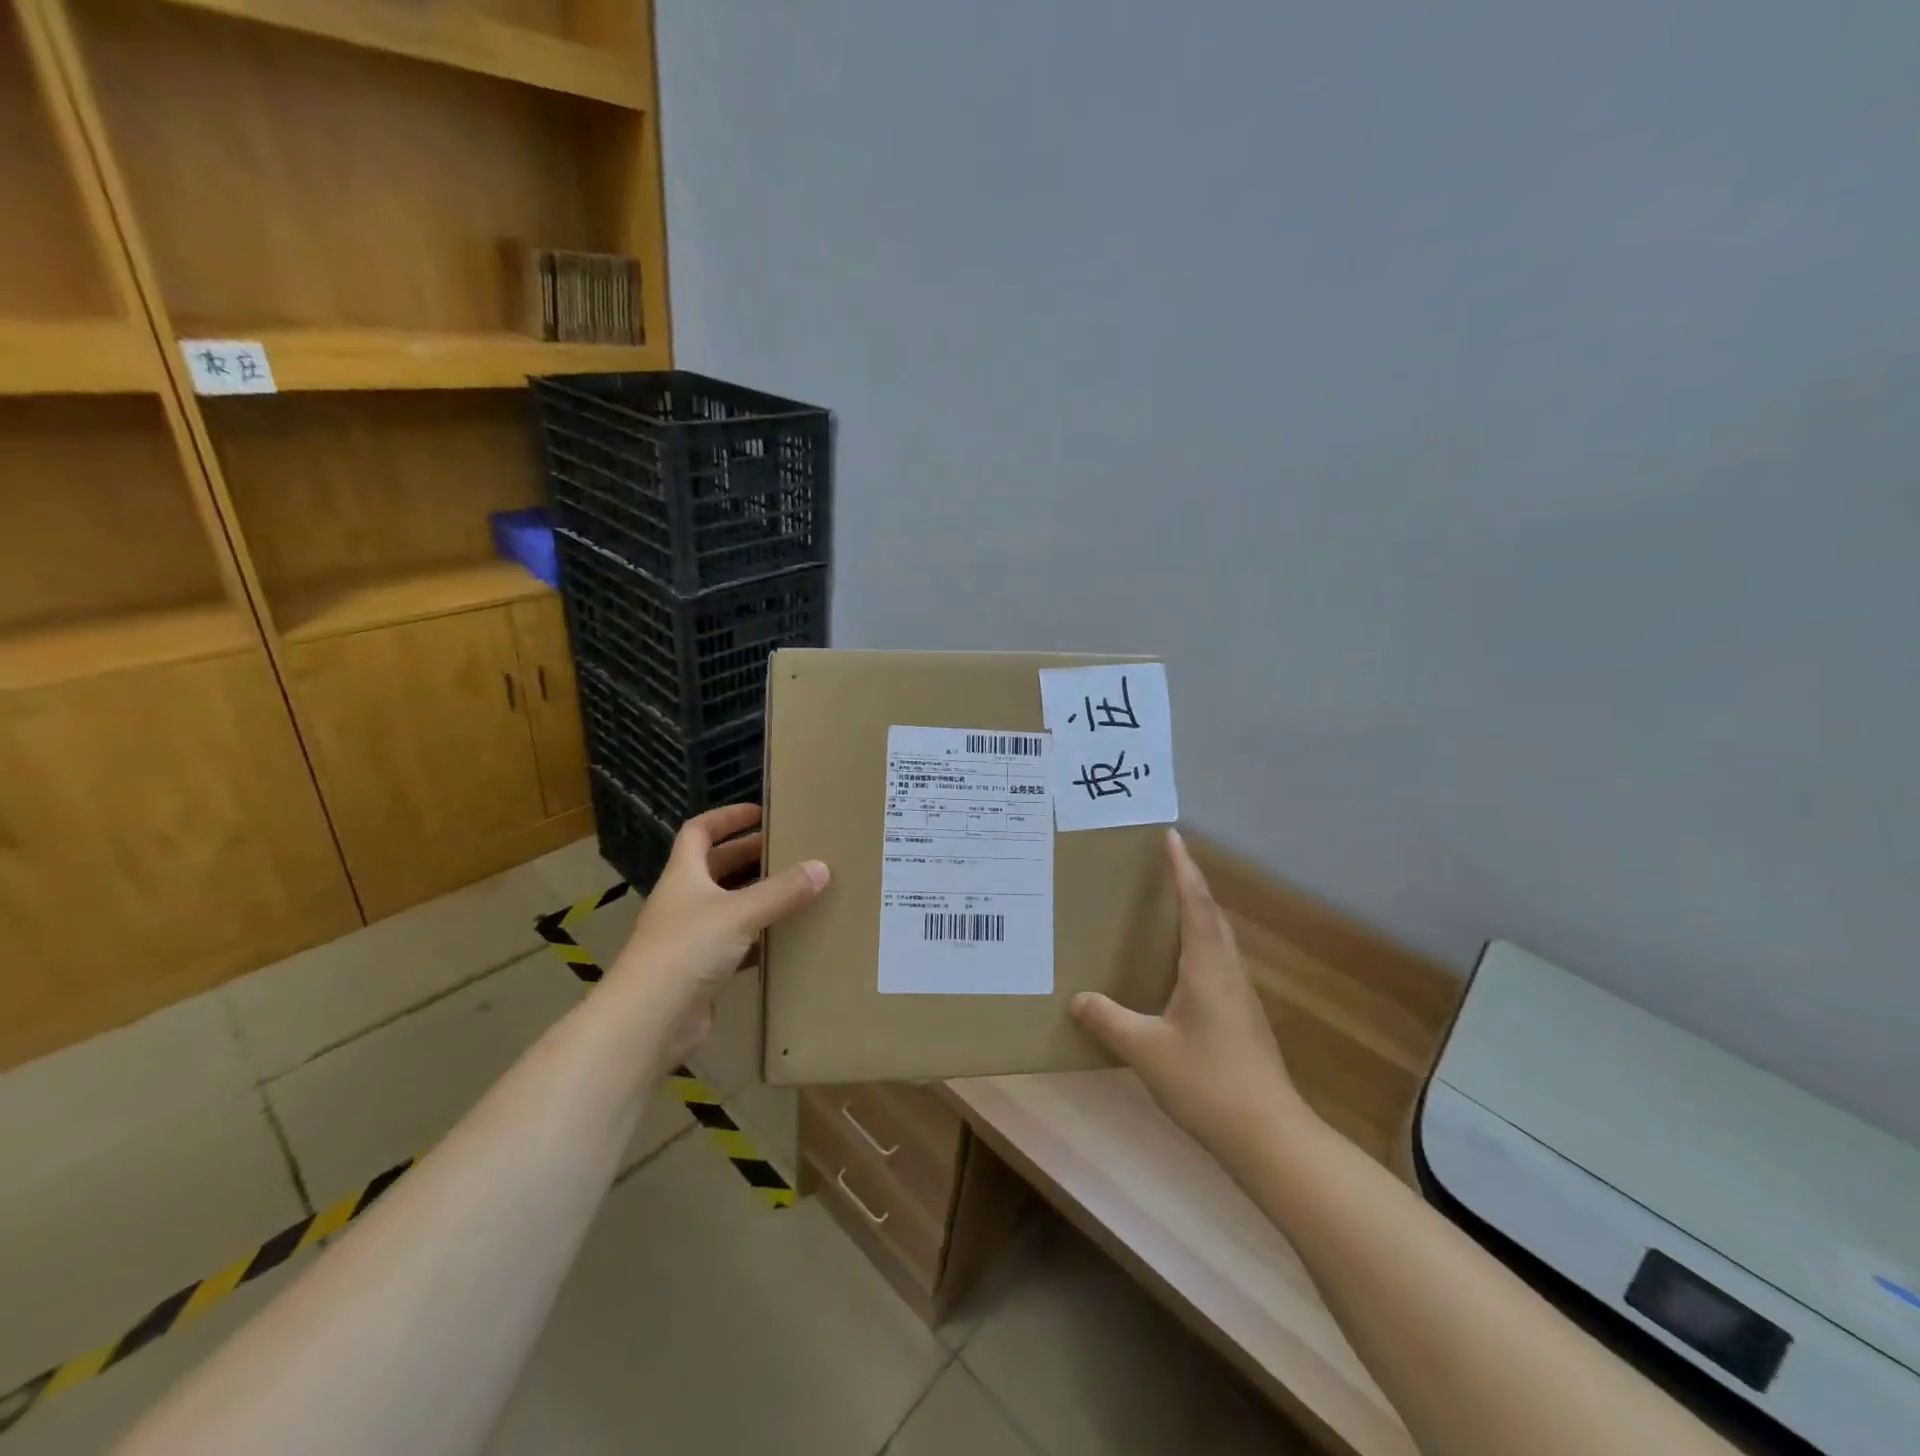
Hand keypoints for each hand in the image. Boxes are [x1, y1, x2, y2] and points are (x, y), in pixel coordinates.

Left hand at [607, 805, 828, 1060]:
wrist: (649, 1021)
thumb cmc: (687, 950)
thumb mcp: (740, 913)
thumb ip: (782, 891)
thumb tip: (821, 867)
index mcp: (684, 876)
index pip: (698, 832)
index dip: (726, 818)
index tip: (760, 814)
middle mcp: (684, 901)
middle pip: (717, 868)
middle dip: (751, 856)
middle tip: (791, 850)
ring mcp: (690, 938)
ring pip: (729, 907)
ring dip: (758, 898)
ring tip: (798, 890)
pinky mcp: (701, 972)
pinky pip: (736, 945)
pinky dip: (759, 939)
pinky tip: (787, 939)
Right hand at [1071, 829, 1307, 1160]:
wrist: (1268, 1135)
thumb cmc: (1207, 1081)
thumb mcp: (1146, 1050)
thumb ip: (1109, 1020)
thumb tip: (1078, 998)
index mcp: (1207, 966)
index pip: (1195, 902)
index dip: (1182, 867)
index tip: (1171, 835)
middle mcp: (1228, 970)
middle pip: (1211, 914)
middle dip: (1190, 883)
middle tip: (1164, 862)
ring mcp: (1240, 994)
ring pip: (1218, 939)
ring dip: (1198, 912)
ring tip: (1170, 904)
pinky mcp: (1243, 1016)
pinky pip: (1218, 961)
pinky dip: (1199, 943)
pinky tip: (1181, 965)